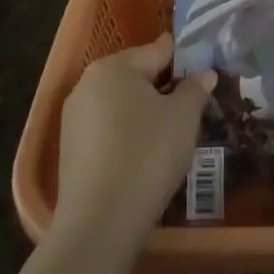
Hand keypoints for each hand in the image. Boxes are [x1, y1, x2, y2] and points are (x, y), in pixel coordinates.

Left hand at [53, 34, 214, 254]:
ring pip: (120, 104)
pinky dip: (127, 135)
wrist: (100, 222)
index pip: (157, 51)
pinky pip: (107, 130)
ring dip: (145, 113)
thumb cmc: (148, 154)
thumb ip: (195, 90)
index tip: (204, 72)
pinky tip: (144, 157)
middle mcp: (87, 83)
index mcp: (113, 66)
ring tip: (171, 135)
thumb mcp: (184, 118)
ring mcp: (73, 118)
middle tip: (192, 108)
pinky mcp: (69, 150)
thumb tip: (204, 73)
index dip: (184, 60)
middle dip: (164, 88)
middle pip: (136, 76)